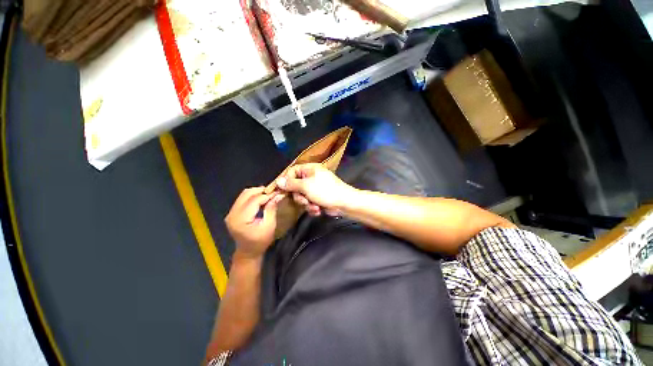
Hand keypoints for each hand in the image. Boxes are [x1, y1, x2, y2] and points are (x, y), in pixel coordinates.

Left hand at [225, 187, 284, 258]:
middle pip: (247, 194)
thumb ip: (271, 209)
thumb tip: (278, 195)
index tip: (278, 192)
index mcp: (241, 219)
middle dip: (261, 191)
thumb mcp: (269, 226)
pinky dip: (253, 196)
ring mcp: (231, 213)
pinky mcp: (232, 213)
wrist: (248, 252)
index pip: (254, 200)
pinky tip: (261, 199)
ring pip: (244, 194)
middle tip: (273, 192)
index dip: (267, 195)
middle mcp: (232, 214)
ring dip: (257, 192)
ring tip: (268, 195)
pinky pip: (242, 199)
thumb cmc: (261, 241)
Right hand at [275, 163, 355, 216]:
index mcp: (309, 169)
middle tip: (305, 201)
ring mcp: (315, 188)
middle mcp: (311, 177)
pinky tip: (318, 209)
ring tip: (315, 206)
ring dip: (307, 204)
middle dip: (299, 197)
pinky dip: (313, 207)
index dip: (286, 180)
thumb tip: (278, 181)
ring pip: (302, 197)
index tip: (282, 190)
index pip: (292, 171)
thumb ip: (291, 184)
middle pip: (295, 186)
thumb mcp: (306, 186)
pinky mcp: (318, 198)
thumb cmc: (325, 191)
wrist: (344, 203)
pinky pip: (309, 203)